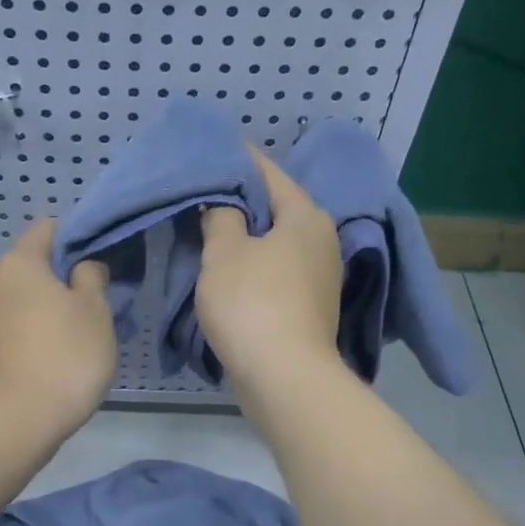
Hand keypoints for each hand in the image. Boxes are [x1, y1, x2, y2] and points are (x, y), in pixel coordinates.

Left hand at [0, 220, 115, 447]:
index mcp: (20, 263)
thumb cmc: (64, 357)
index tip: (100, 264)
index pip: (48, 229)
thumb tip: (82, 267)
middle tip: (95, 306)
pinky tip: (52, 360)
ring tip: (76, 339)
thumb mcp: (95, 312)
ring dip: (47, 310)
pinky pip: (12, 328)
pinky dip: (32, 334)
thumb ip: (92, 277)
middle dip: (63, 280)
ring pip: (22, 300)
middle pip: (34, 266)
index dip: (77, 238)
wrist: (14, 422)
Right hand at [196, 150, 343, 393]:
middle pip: (275, 209)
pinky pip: (277, 272)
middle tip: (203, 192)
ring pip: (276, 243)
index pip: (269, 173)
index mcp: (305, 216)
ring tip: (209, 230)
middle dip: (241, 201)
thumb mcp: (224, 253)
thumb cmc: (253, 304)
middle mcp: (321, 240)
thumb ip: (221, 217)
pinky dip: (255, 266)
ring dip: (246, 237)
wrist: (285, 378)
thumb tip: (225, 204)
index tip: (214, 147)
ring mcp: (320, 277)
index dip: (239, 159)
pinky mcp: (310, 308)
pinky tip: (229, 270)